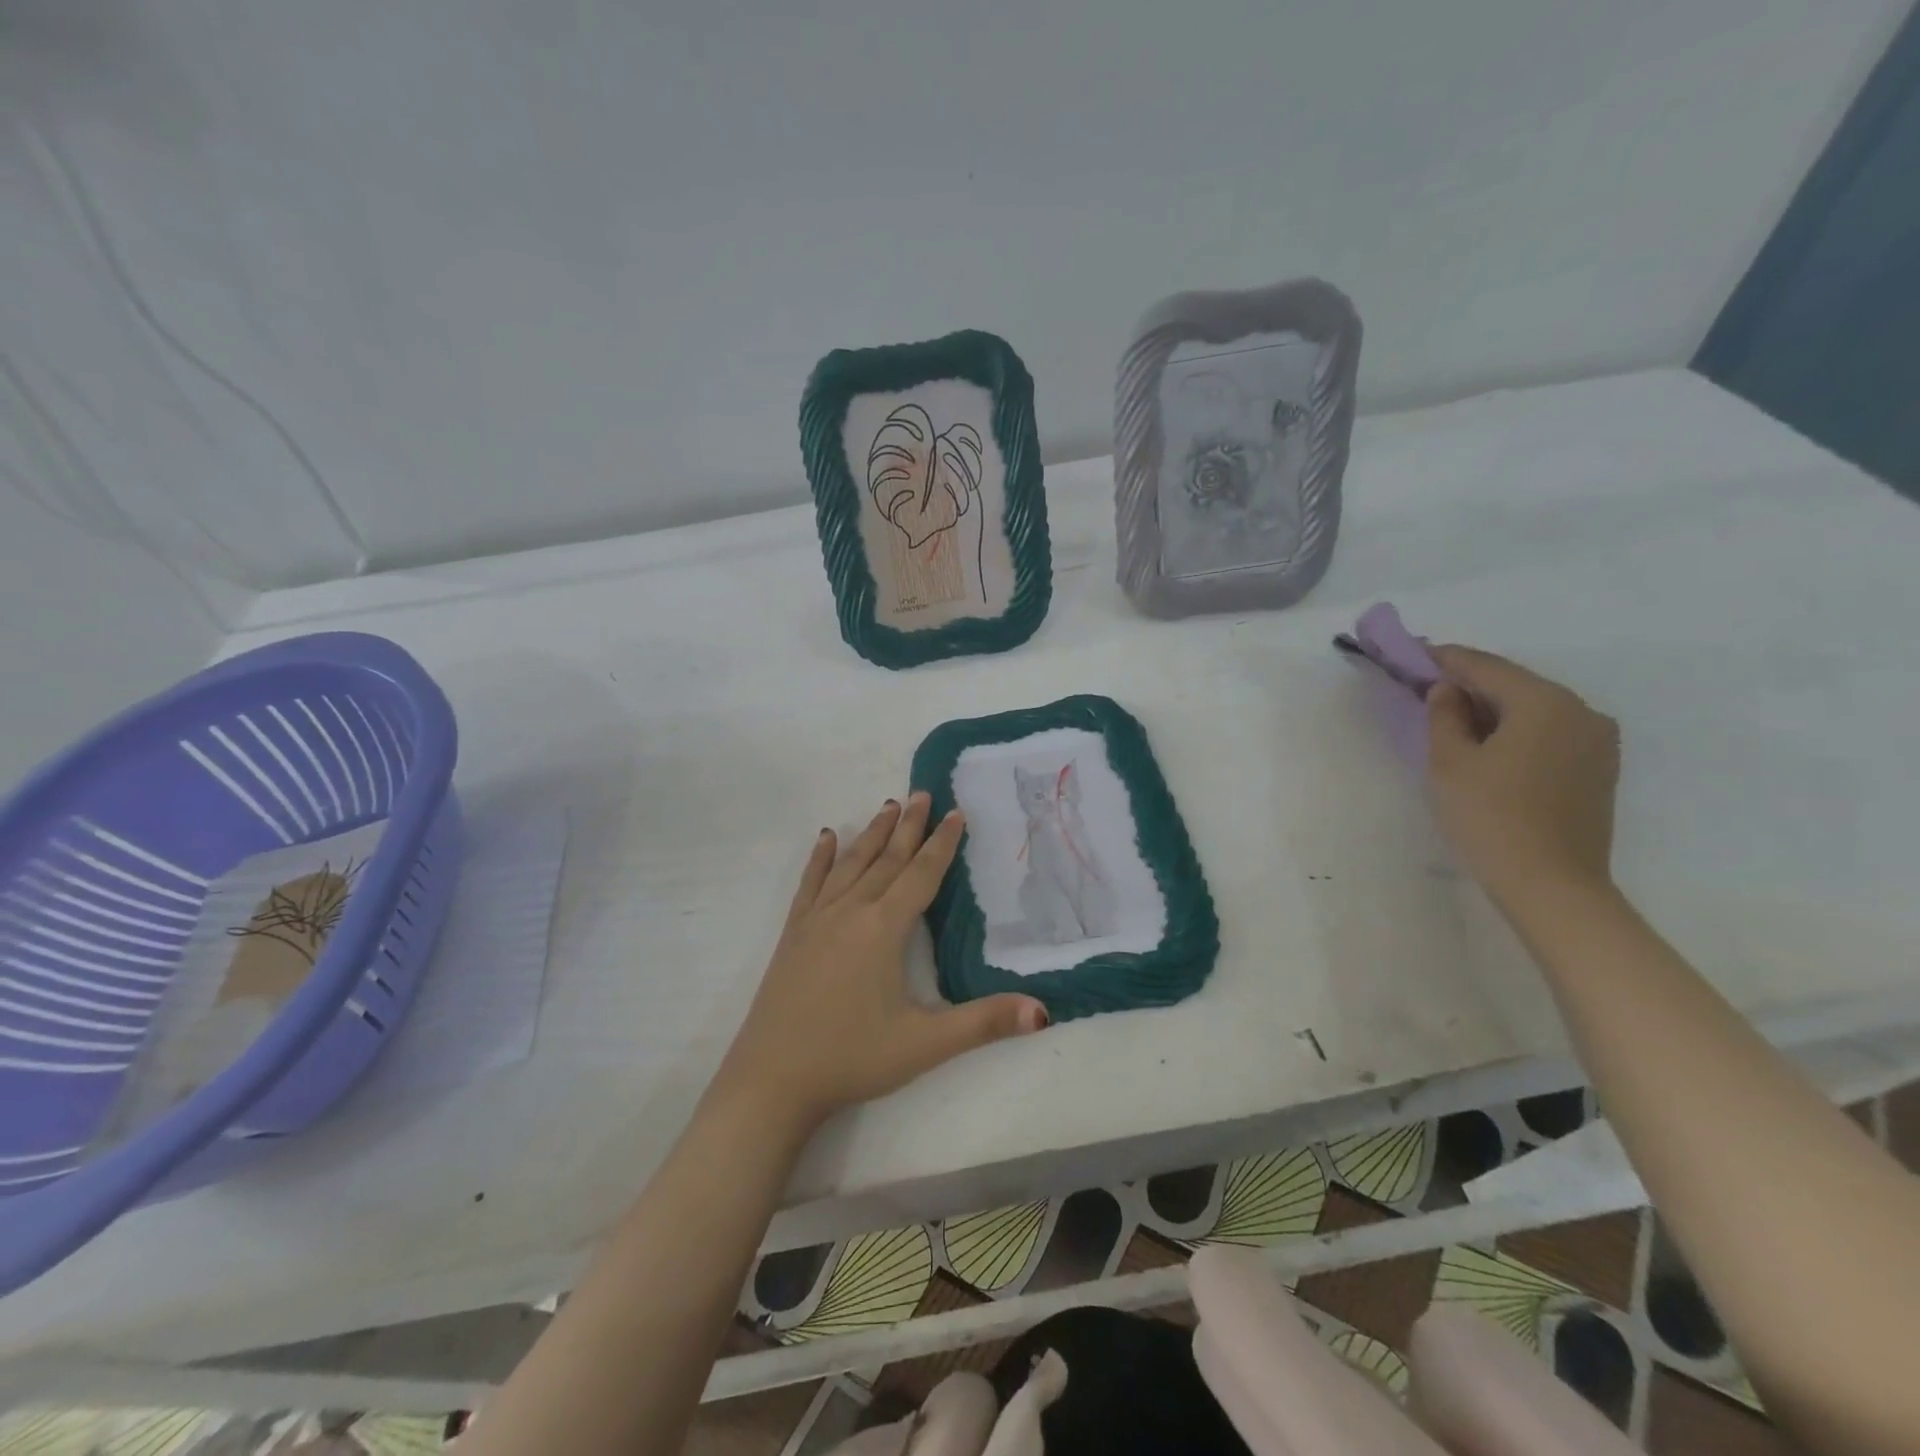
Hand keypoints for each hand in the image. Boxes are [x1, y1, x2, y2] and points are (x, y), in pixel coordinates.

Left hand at [712, 794, 1048, 1132]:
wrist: (773, 1079)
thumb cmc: (852, 1058)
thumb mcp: (925, 1044)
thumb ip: (984, 1023)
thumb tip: (1043, 1012)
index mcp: (884, 929)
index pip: (921, 875)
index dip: (942, 844)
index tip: (956, 813)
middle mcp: (851, 911)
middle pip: (886, 858)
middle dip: (909, 825)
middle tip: (924, 792)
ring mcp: (817, 920)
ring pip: (851, 864)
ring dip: (872, 833)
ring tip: (888, 805)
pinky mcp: (794, 933)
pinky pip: (810, 884)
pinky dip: (821, 858)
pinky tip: (826, 837)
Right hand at [1425, 646, 1620, 911]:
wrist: (1552, 886)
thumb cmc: (1491, 818)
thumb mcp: (1450, 762)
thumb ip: (1444, 716)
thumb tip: (1446, 691)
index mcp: (1544, 702)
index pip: (1484, 666)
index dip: (1444, 659)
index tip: (1411, 654)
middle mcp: (1580, 711)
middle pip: (1513, 685)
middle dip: (1468, 684)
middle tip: (1425, 688)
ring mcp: (1597, 741)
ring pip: (1532, 709)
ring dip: (1491, 709)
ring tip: (1451, 720)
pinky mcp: (1598, 769)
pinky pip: (1548, 733)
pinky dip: (1514, 730)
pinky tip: (1487, 746)